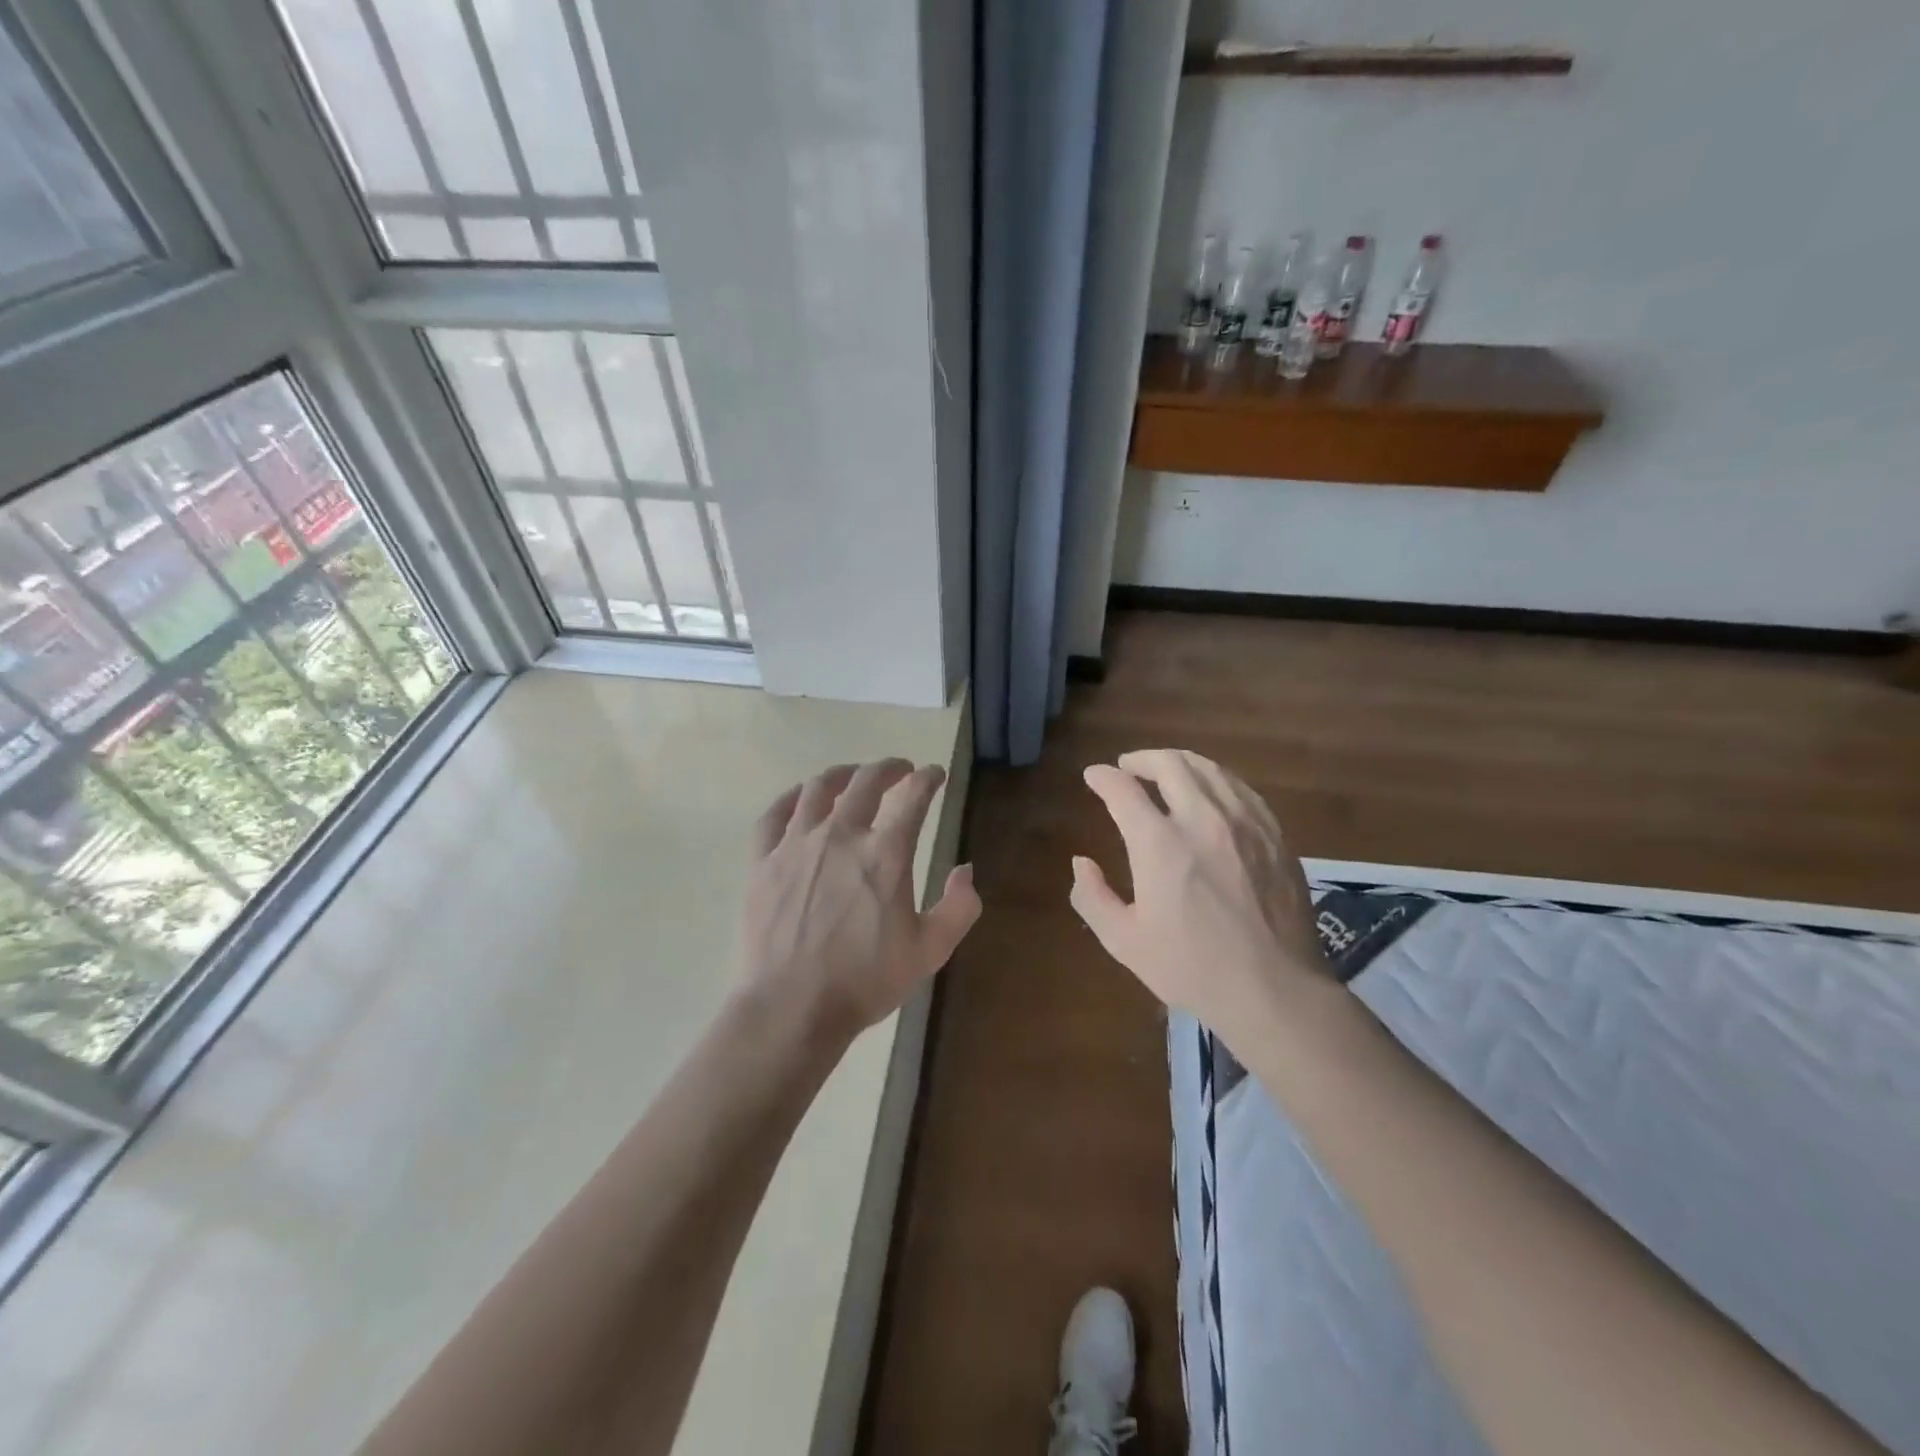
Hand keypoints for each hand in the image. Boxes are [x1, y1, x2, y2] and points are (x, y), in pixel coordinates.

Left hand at [740, 759, 980, 1041]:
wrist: (791, 1007)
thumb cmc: (865, 981)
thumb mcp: (929, 951)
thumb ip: (958, 908)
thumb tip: (966, 871)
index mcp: (885, 854)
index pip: (913, 798)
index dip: (928, 779)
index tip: (934, 775)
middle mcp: (841, 836)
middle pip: (866, 782)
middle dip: (888, 768)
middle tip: (899, 769)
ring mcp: (796, 845)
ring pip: (818, 789)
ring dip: (842, 775)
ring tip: (853, 776)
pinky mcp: (763, 861)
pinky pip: (774, 814)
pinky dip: (792, 798)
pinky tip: (801, 798)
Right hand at [1070, 749, 1330, 1034]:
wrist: (1274, 990)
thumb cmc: (1192, 968)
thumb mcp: (1124, 941)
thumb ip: (1092, 897)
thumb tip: (1081, 862)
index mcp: (1160, 845)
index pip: (1123, 789)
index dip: (1103, 777)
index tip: (1094, 776)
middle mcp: (1202, 819)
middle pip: (1170, 764)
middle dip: (1141, 759)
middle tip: (1128, 766)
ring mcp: (1245, 823)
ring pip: (1209, 769)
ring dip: (1179, 763)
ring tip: (1166, 770)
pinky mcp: (1274, 834)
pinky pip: (1241, 788)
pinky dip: (1216, 779)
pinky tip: (1211, 791)